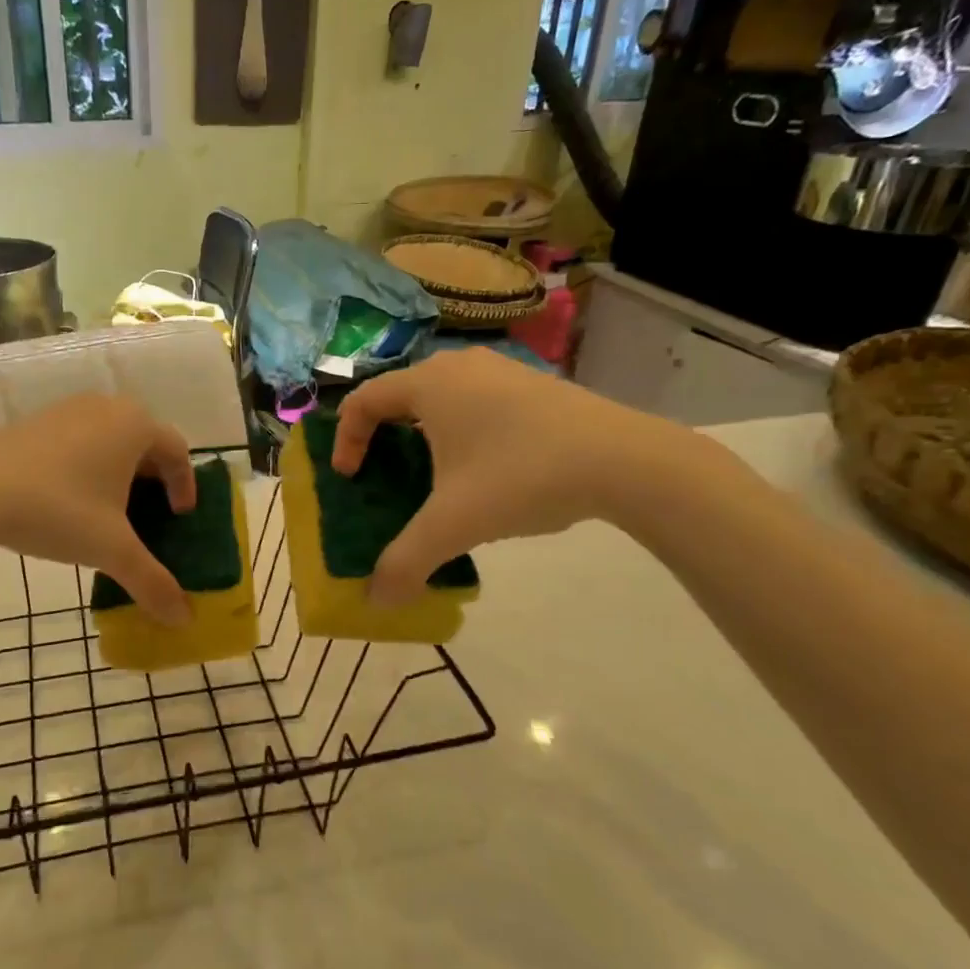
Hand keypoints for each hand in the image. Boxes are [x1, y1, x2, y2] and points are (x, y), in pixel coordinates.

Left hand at [0, 394, 196, 625]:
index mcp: (135, 425)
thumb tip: (184, 619)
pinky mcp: (35, 421)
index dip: (185, 486)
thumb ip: (152, 582)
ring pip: (110, 439)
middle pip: (145, 441)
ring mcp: (67, 410)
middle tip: (150, 514)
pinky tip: (69, 500)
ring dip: (120, 472)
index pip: (178, 451)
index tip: (179, 517)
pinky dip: (88, 466)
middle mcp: (106, 407)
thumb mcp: (112, 550)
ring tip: (110, 510)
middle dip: (154, 478)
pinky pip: (79, 440)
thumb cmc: (58, 511)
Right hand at [331, 349, 692, 604]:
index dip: (346, 440)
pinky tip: (486, 473)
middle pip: (400, 396)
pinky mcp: (533, 385)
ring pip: (442, 399)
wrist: (623, 460)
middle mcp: (459, 366)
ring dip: (424, 436)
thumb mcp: (454, 525)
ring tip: (434, 478)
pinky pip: (477, 403)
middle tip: (385, 478)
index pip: (363, 401)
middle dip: (383, 438)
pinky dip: (462, 432)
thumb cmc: (520, 477)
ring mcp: (501, 371)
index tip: (350, 478)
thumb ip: (406, 562)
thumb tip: (376, 602)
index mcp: (429, 384)